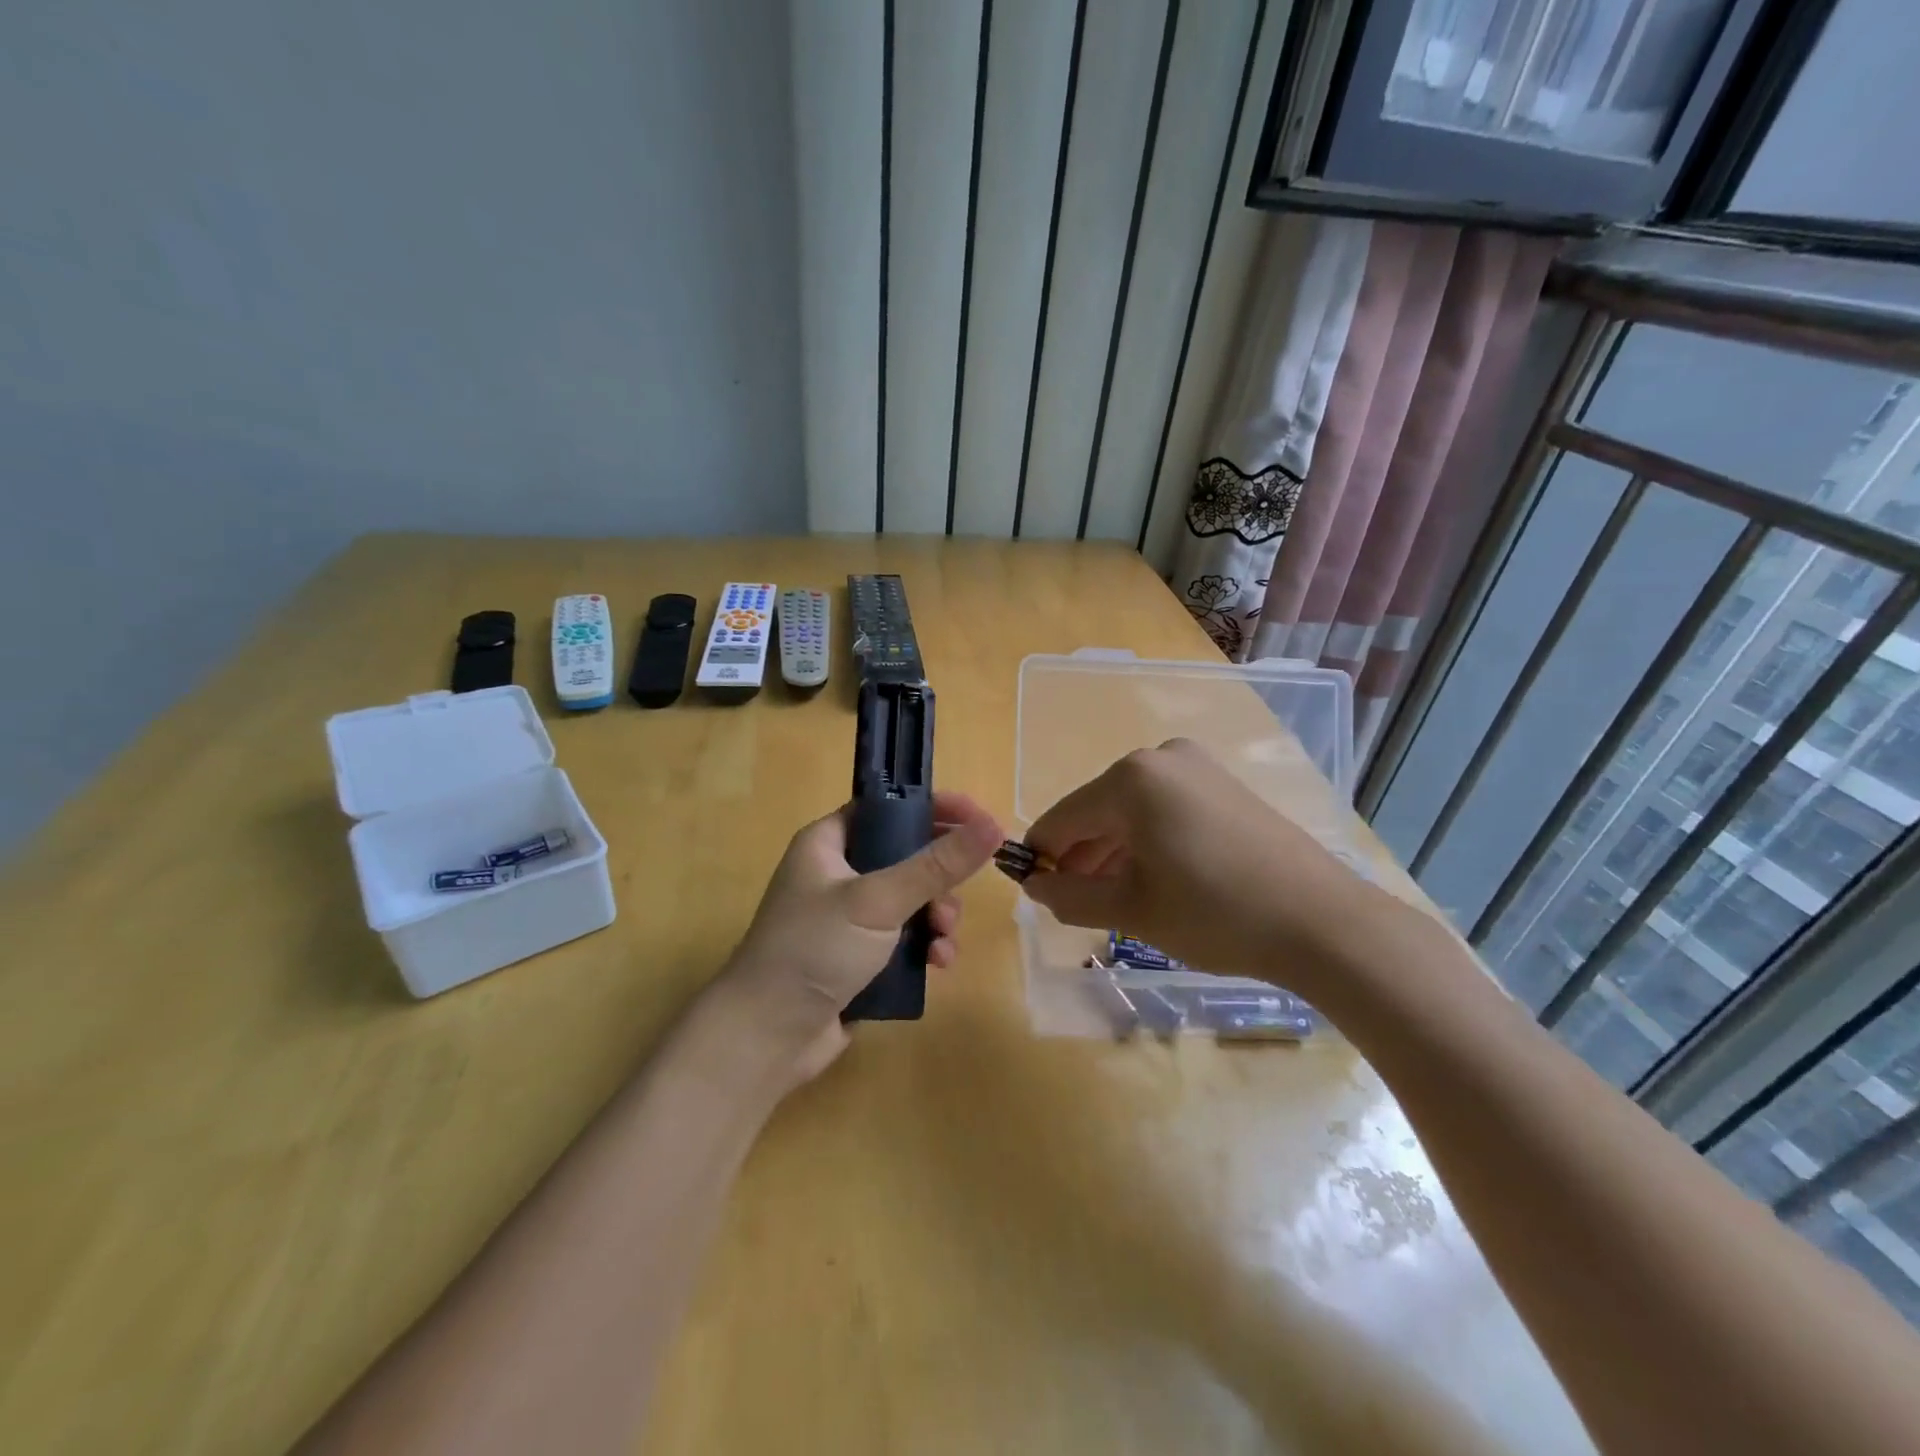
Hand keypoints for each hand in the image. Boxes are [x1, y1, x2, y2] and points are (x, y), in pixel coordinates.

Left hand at [711, 791, 1002, 1085]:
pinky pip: (905, 938)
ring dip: (937, 917)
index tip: (977, 819)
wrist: (767, 1036)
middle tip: (955, 898)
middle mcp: (837, 874)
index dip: (931, 809)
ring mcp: (848, 918)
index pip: (887, 808)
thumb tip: (992, 825)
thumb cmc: (815, 949)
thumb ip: (936, 865)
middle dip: (939, 878)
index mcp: (828, 844)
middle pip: (906, 856)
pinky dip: (925, 946)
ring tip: (943, 941)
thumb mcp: (878, 900)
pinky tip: (937, 965)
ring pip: (912, 901)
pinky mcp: (860, 957)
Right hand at [1021, 739, 1373, 985]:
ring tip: (1114, 900)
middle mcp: (1160, 758)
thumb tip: (1034, 887)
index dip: (1042, 859)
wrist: (1322, 923)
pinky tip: (1153, 879)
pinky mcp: (1223, 785)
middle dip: (1081, 857)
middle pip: (1097, 811)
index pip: (1062, 819)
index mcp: (1130, 779)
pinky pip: (1164, 809)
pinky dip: (1147, 841)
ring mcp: (1197, 768)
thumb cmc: (1215, 914)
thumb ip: (1070, 897)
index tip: (1035, 894)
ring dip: (1113, 852)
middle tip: (1078, 905)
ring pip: (1131, 811)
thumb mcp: (1131, 910)